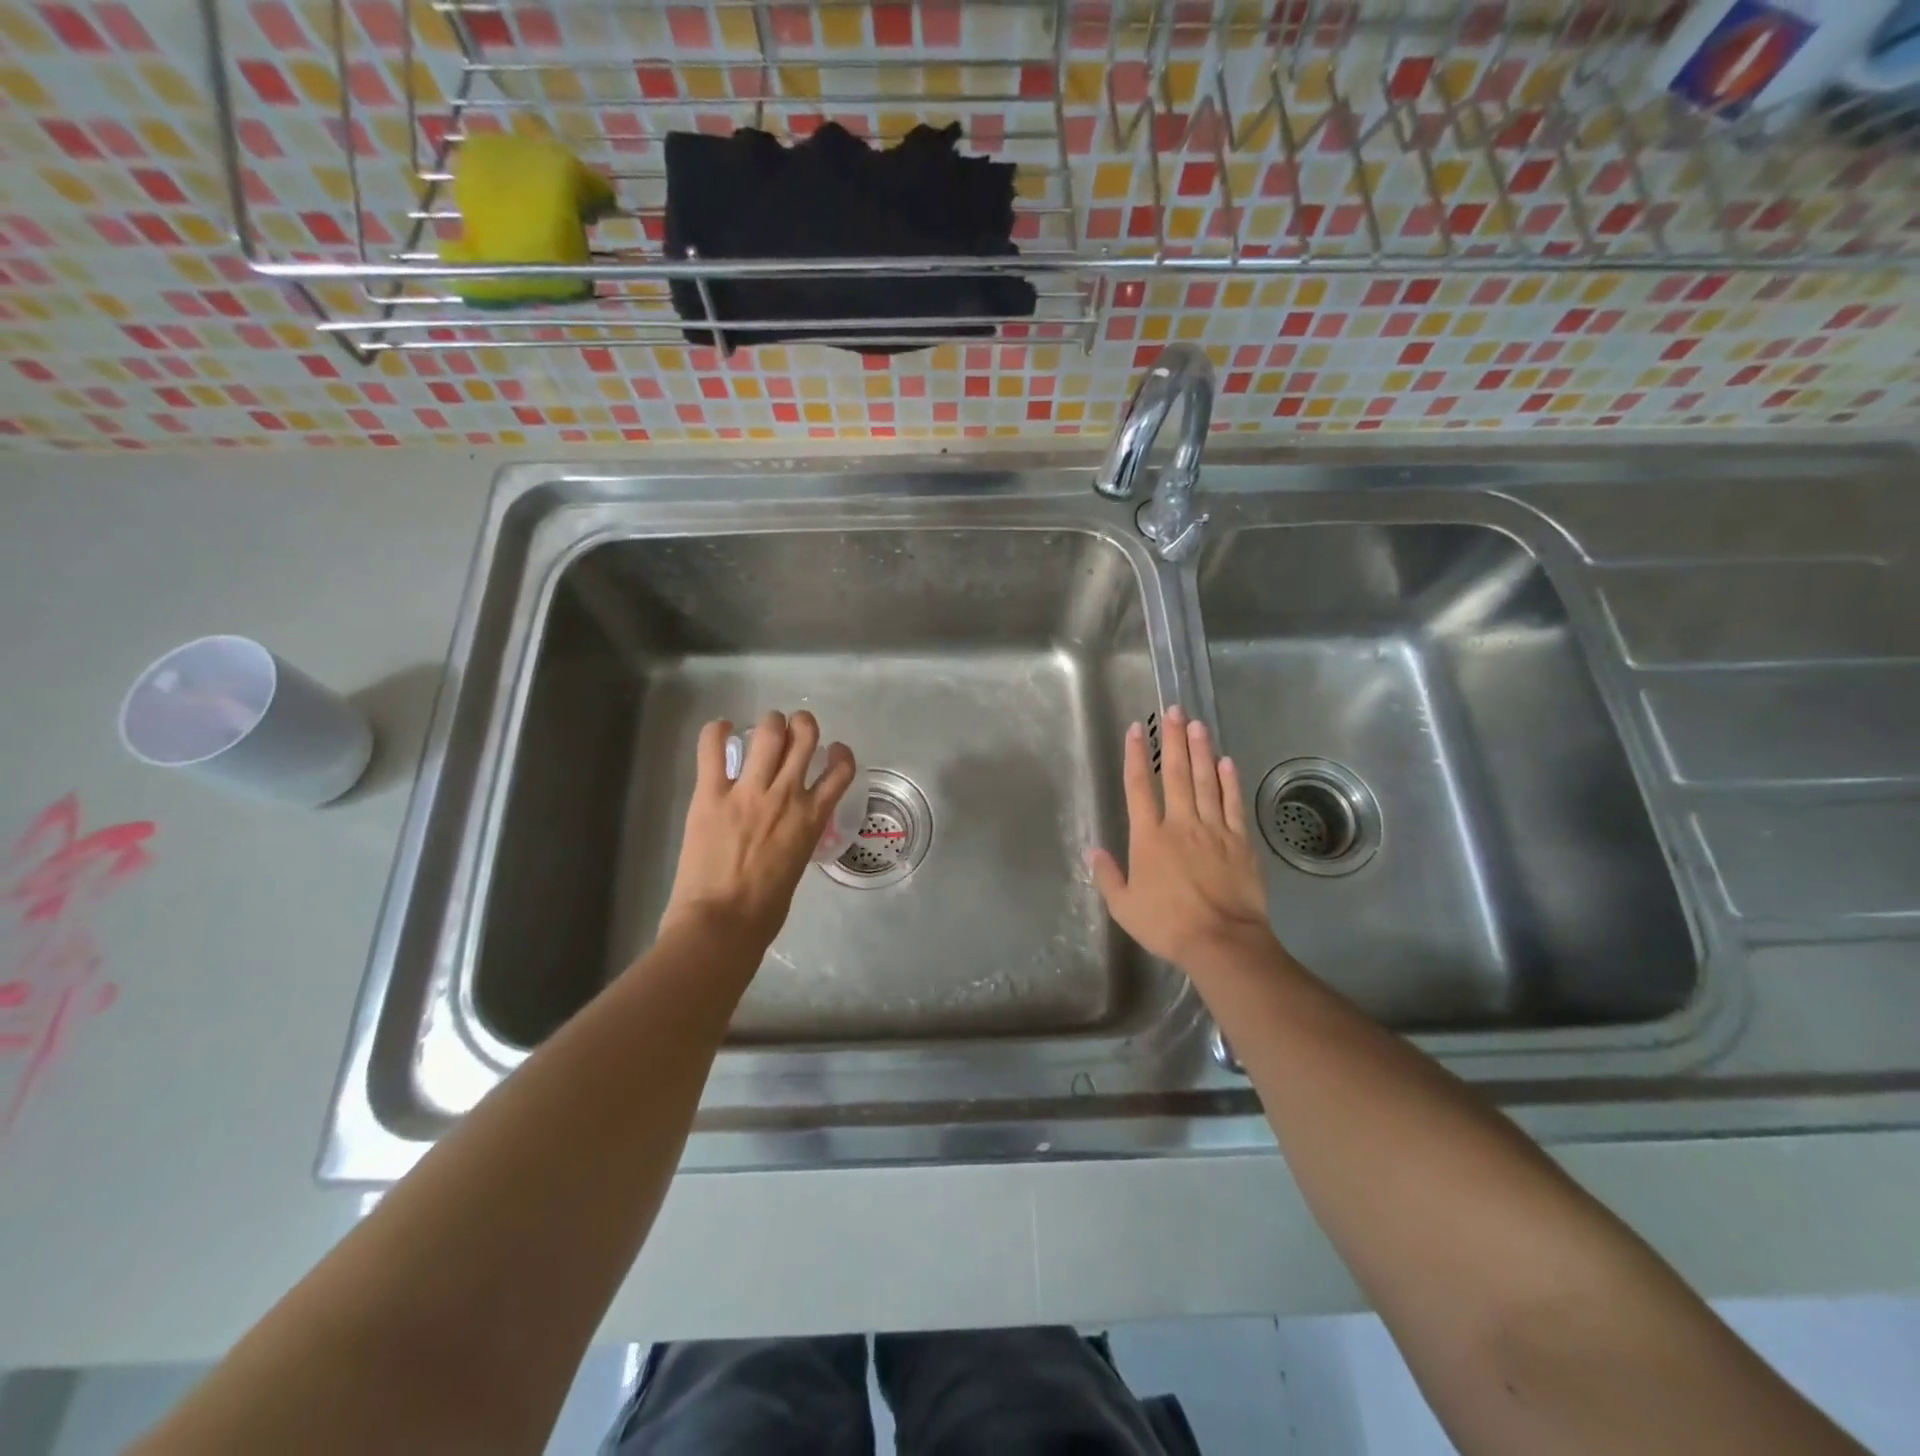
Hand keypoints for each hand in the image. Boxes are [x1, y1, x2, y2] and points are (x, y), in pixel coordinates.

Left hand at [661, 710, 855, 956]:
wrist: (722, 922)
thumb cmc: (765, 909)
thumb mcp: (797, 865)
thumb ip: (798, 836)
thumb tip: (789, 827)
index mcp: (812, 818)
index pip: (841, 771)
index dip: (841, 754)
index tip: (834, 751)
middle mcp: (786, 795)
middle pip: (804, 738)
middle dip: (802, 724)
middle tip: (794, 727)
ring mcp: (748, 791)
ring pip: (768, 734)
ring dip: (770, 723)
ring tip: (765, 726)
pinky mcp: (711, 794)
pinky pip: (713, 749)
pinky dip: (716, 732)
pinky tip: (720, 729)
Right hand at [1088, 706, 1278, 976]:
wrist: (1222, 941)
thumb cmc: (1167, 925)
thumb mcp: (1124, 907)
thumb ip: (1108, 876)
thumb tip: (1094, 852)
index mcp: (1149, 838)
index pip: (1139, 787)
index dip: (1136, 756)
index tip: (1135, 730)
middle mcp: (1180, 824)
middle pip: (1175, 774)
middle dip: (1172, 740)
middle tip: (1173, 711)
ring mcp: (1213, 829)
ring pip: (1205, 781)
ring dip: (1200, 751)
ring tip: (1197, 724)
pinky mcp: (1239, 841)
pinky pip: (1232, 803)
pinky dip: (1229, 781)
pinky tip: (1226, 761)